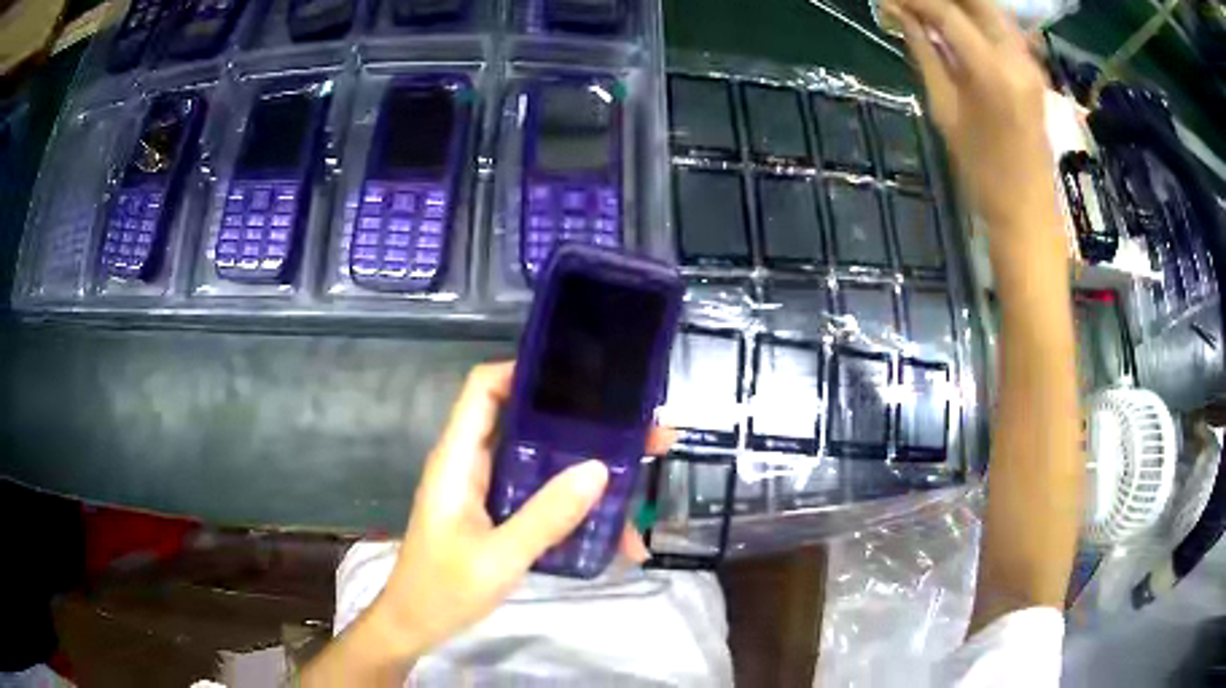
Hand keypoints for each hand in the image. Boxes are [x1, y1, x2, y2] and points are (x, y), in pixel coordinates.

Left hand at [372, 362, 674, 660]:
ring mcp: (489, 492)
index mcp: (459, 459)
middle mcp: (474, 465)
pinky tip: (617, 537)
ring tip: (643, 484)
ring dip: (591, 475)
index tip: (583, 375)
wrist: (416, 626)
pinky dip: (578, 512)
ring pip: (544, 466)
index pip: (483, 388)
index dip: (525, 370)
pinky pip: (544, 500)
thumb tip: (600, 468)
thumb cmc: (443, 590)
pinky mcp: (500, 516)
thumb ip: (546, 516)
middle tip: (645, 434)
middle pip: (530, 425)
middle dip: (586, 428)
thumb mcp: (498, 558)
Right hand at [884, 0, 1059, 253]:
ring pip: (990, 8)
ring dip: (958, 3)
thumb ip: (925, 53)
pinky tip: (955, 25)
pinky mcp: (1034, 69)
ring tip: (928, 12)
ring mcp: (1030, 61)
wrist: (1028, 211)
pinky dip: (976, 17)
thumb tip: (900, 14)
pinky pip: (1002, 26)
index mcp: (992, 70)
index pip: (944, 10)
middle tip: (911, 4)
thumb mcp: (945, 112)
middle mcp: (1016, 56)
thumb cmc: (982, 173)